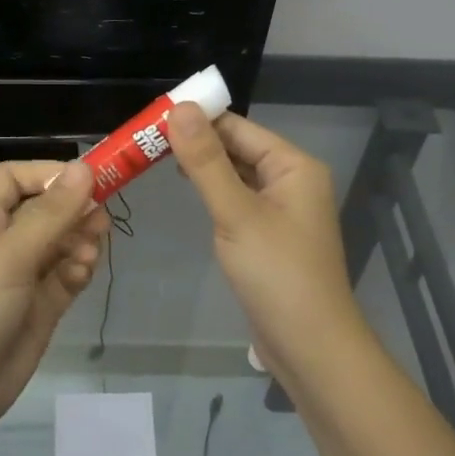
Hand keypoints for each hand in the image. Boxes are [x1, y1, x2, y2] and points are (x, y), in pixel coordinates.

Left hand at [0, 160, 108, 447]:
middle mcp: (2, 244)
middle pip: (44, 210)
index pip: (14, 178)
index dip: (48, 174)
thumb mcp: (8, 258)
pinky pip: (66, 276)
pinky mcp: (38, 310)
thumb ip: (50, 214)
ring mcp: (21, 279)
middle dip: (73, 209)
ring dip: (80, 240)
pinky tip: (82, 274)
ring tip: (90, 253)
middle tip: (101, 219)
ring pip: (60, 243)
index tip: (86, 180)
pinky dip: (78, 270)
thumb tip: (84, 168)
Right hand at [167, 104, 368, 382]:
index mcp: (293, 165)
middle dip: (195, 142)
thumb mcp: (236, 213)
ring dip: (202, 167)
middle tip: (143, 139)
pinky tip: (187, 190)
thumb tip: (180, 108)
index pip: (238, 127)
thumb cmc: (277, 274)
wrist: (311, 347)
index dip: (197, 119)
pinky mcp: (269, 234)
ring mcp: (282, 209)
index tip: (151, 117)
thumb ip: (206, 161)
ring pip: (236, 174)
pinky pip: (238, 199)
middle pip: (237, 148)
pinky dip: (213, 191)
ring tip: (154, 158)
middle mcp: (291, 180)